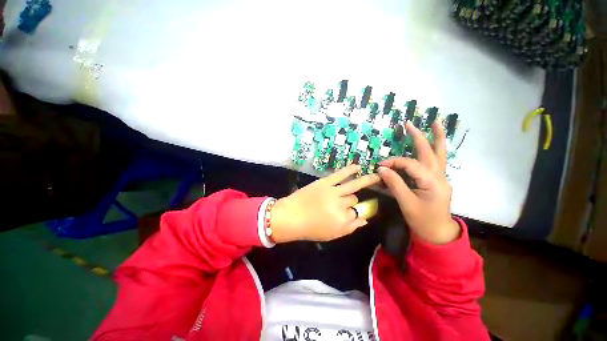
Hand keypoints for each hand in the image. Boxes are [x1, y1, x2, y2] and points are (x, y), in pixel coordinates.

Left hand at [271, 164, 380, 242]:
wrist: (291, 216)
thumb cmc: (310, 229)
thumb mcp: (332, 235)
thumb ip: (350, 228)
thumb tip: (365, 220)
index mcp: (343, 220)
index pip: (357, 213)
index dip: (354, 213)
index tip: (352, 212)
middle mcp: (341, 205)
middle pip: (354, 200)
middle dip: (351, 201)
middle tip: (344, 202)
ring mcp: (333, 191)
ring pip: (353, 187)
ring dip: (366, 180)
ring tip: (376, 176)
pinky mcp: (325, 182)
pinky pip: (340, 175)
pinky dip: (349, 170)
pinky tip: (358, 167)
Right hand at [377, 121, 459, 243]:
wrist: (437, 232)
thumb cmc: (422, 219)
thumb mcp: (405, 203)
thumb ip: (394, 184)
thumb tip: (382, 168)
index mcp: (432, 182)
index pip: (410, 164)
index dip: (394, 162)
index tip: (380, 165)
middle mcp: (439, 176)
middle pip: (429, 152)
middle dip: (419, 136)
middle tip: (409, 123)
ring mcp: (441, 177)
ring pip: (440, 154)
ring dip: (437, 138)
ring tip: (436, 123)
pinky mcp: (438, 180)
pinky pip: (438, 160)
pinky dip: (437, 148)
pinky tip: (435, 143)